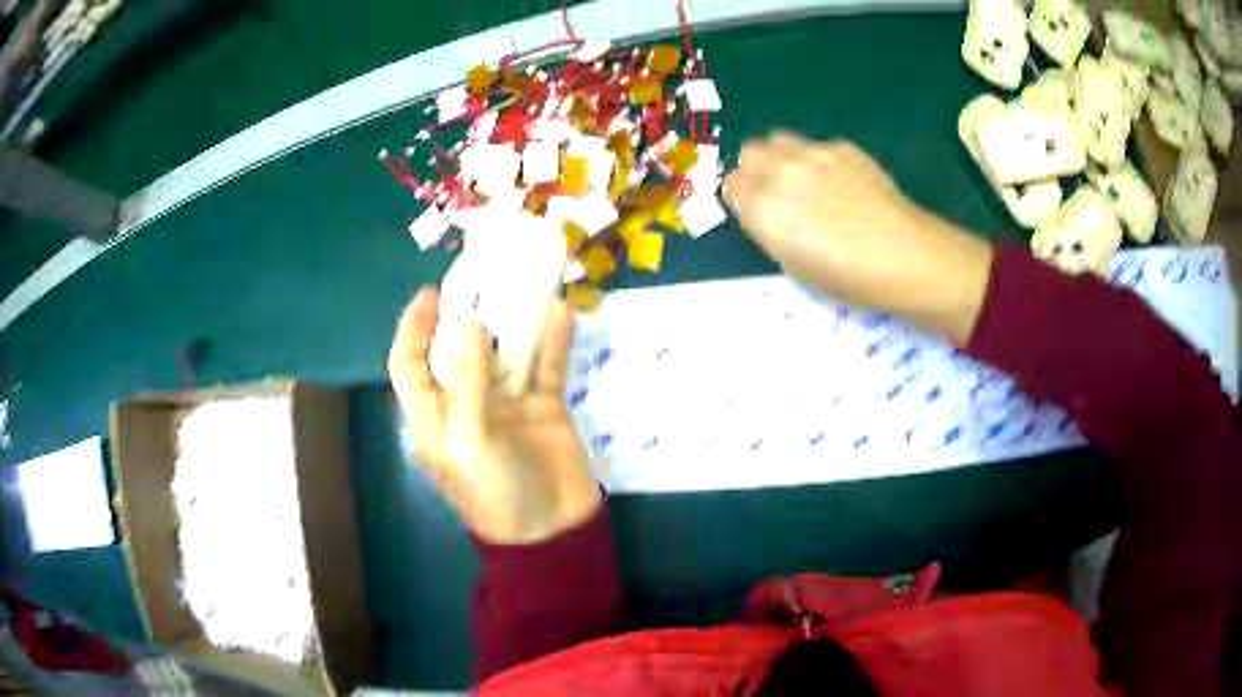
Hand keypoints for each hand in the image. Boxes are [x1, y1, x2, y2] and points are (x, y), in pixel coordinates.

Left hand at [388, 288, 601, 544]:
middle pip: (458, 350)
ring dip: (515, 322)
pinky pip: (546, 368)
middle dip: (467, 314)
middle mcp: (465, 404)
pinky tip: (561, 314)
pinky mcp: (543, 408)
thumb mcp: (469, 440)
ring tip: (524, 283)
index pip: (409, 364)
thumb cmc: (494, 492)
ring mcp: (507, 404)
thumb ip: (467, 382)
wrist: (551, 531)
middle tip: (484, 278)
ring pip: (506, 353)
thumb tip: (471, 323)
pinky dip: (552, 342)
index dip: (412, 328)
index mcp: (433, 417)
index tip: (431, 293)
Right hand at [723, 133, 993, 345]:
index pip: (731, 185)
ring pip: (779, 140)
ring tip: (807, 180)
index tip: (759, 209)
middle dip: (758, 169)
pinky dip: (820, 160)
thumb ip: (770, 229)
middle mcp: (780, 172)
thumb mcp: (793, 265)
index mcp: (762, 207)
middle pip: (750, 153)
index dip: (744, 197)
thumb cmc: (846, 277)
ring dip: (783, 156)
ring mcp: (812, 153)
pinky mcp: (842, 147)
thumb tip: (766, 209)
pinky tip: (845, 183)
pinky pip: (817, 146)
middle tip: (780, 192)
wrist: (902, 254)